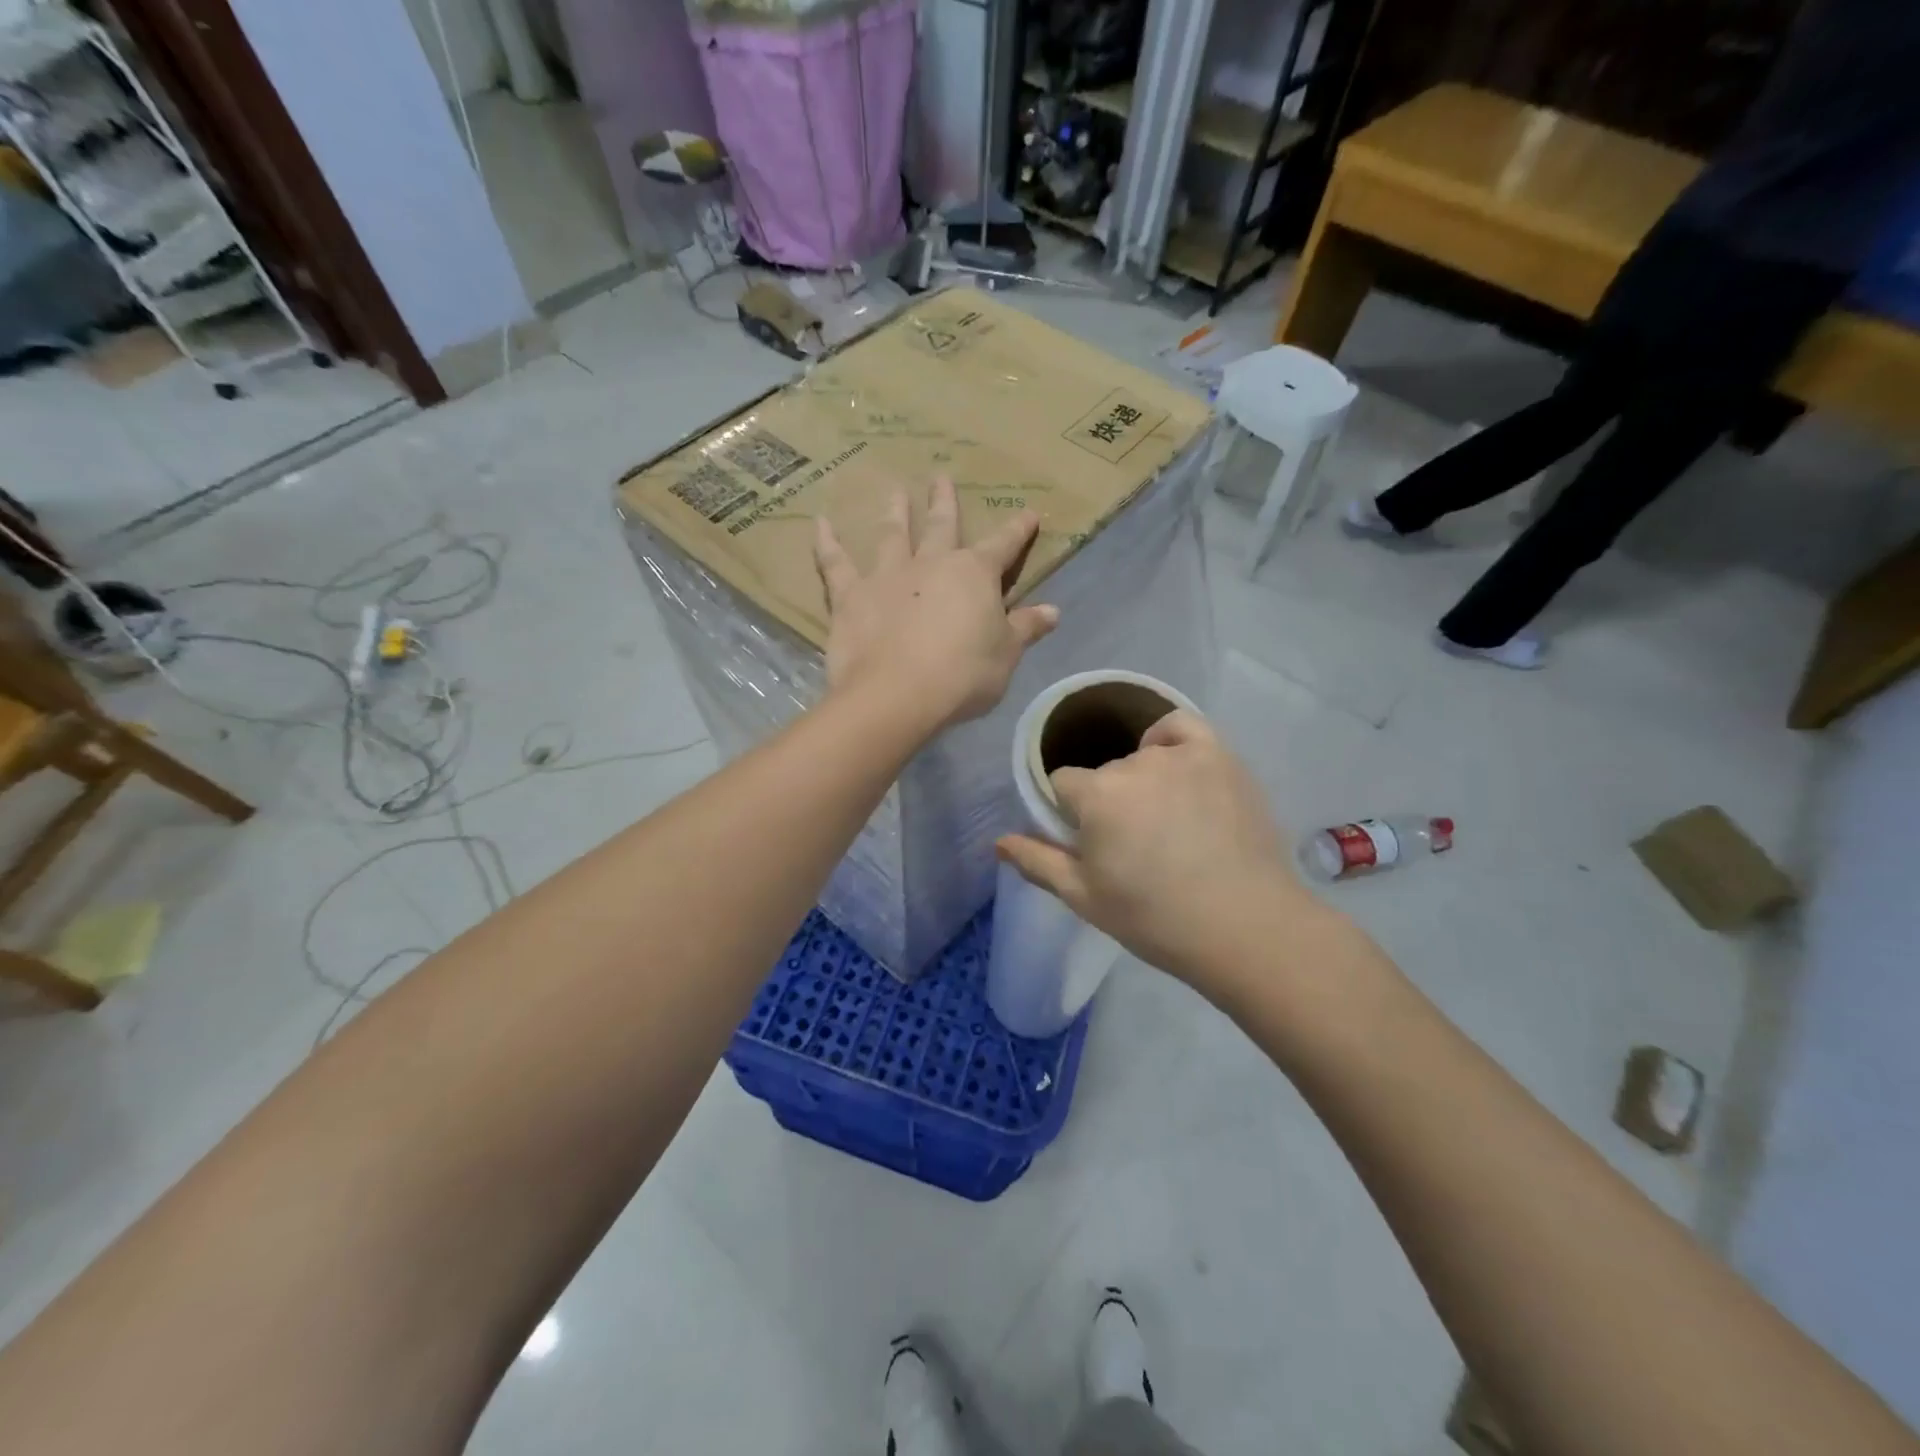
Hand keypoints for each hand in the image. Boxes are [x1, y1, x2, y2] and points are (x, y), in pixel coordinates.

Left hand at [816, 476, 1059, 728]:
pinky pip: (835, 564)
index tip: (1028, 513)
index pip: (1003, 546)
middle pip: (941, 525)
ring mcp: (887, 576)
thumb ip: (1026, 629)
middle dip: (944, 501)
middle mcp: (931, 564)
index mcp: (974, 575)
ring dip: (894, 511)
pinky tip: (820, 523)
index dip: (1017, 531)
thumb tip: (1053, 611)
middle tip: (940, 476)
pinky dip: (827, 543)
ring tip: (894, 490)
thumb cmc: (962, 677)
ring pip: (892, 534)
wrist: (897, 695)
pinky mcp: (850, 596)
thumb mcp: (1005, 656)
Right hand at [996, 711, 1317, 996]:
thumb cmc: (1154, 918)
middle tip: (1132, 844)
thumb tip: (998, 841)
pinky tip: (1173, 764)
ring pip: (1141, 756)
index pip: (1062, 784)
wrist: (1245, 927)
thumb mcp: (1084, 898)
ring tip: (1163, 819)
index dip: (1069, 813)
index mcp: (1096, 795)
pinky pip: (1182, 726)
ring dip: (1141, 780)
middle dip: (1107, 802)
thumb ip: (1037, 862)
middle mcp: (1133, 764)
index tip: (1088, 842)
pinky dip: (1170, 738)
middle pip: (1104, 774)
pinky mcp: (1220, 757)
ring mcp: (1181, 756)